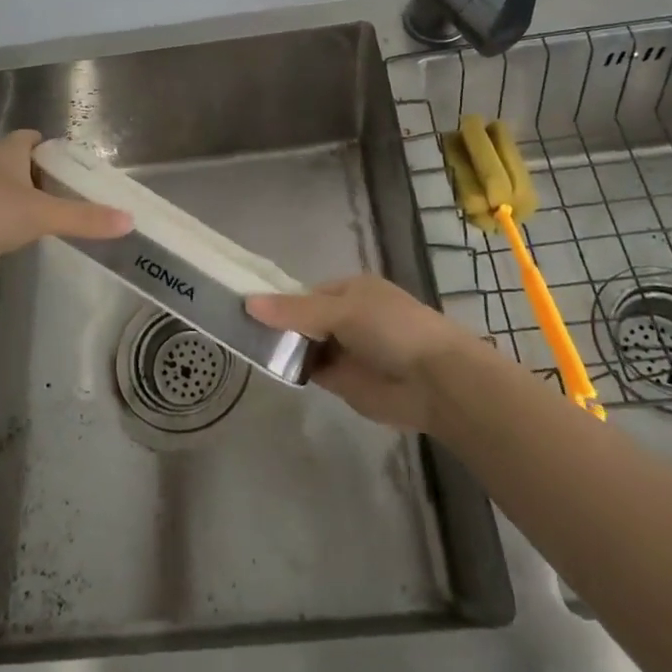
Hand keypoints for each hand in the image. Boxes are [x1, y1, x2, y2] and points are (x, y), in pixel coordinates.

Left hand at [0, 130, 130, 292]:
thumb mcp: (41, 215)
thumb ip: (85, 218)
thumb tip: (130, 219)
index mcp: (6, 151)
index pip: (32, 138)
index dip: (54, 149)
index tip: (77, 169)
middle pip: (21, 164)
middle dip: (45, 177)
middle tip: (73, 197)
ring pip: (5, 190)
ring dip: (25, 201)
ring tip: (53, 219)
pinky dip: (7, 221)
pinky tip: (19, 238)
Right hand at [246, 275, 480, 432]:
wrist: (435, 381)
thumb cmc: (392, 329)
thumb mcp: (342, 311)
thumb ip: (295, 310)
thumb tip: (248, 302)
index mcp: (350, 290)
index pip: (304, 293)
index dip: (278, 301)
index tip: (244, 308)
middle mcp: (346, 316)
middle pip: (301, 318)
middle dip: (276, 324)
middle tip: (236, 329)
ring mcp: (344, 350)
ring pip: (303, 345)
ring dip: (282, 347)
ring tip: (242, 346)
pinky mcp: (343, 381)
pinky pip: (310, 370)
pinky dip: (292, 369)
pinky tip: (267, 367)